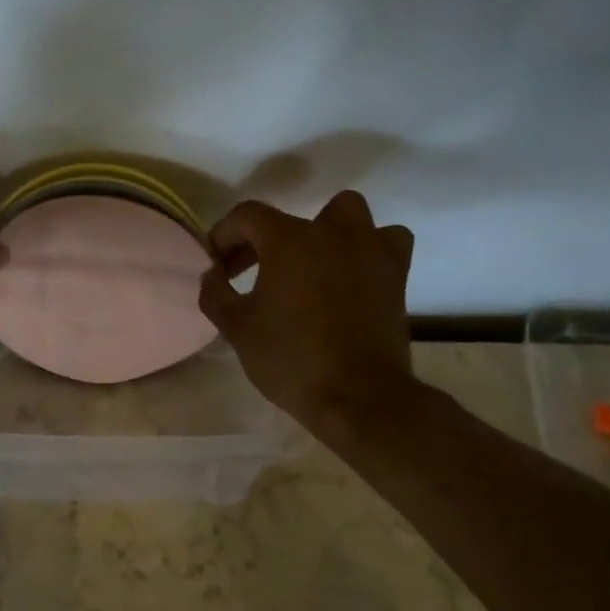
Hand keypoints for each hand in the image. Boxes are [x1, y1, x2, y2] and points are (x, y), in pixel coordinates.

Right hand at [198, 192, 415, 437]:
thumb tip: (213, 275)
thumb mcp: (237, 329)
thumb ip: (216, 294)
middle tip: (252, 270)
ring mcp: (369, 249)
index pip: (247, 216)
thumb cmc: (291, 360)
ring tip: (311, 261)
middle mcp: (330, 232)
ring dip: (325, 229)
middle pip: (290, 217)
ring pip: (347, 213)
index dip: (224, 235)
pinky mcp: (396, 274)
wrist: (359, 397)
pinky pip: (386, 242)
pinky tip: (353, 272)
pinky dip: (368, 249)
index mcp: (288, 240)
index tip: (217, 266)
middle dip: (265, 239)